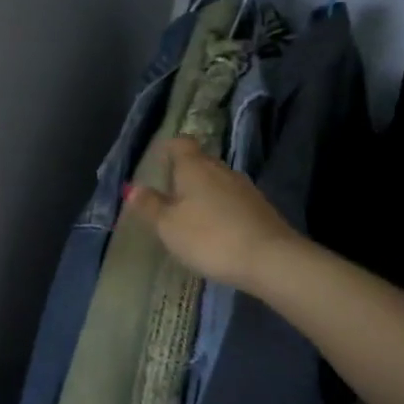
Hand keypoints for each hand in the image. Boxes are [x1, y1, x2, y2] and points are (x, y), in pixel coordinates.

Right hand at [127, 137, 297, 291]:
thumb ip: (150, 206)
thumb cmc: (209, 237)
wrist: (270, 259)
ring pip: (218, 182)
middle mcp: (221, 169)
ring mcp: (245, 188)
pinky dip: (221, 209)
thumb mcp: (169, 226)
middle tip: (168, 193)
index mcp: (195, 166)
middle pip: (200, 162)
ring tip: (190, 214)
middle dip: (184, 174)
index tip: (158, 161)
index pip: (180, 144)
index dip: (168, 148)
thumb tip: (133, 188)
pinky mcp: (261, 208)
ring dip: (203, 193)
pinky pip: (233, 201)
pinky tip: (216, 230)